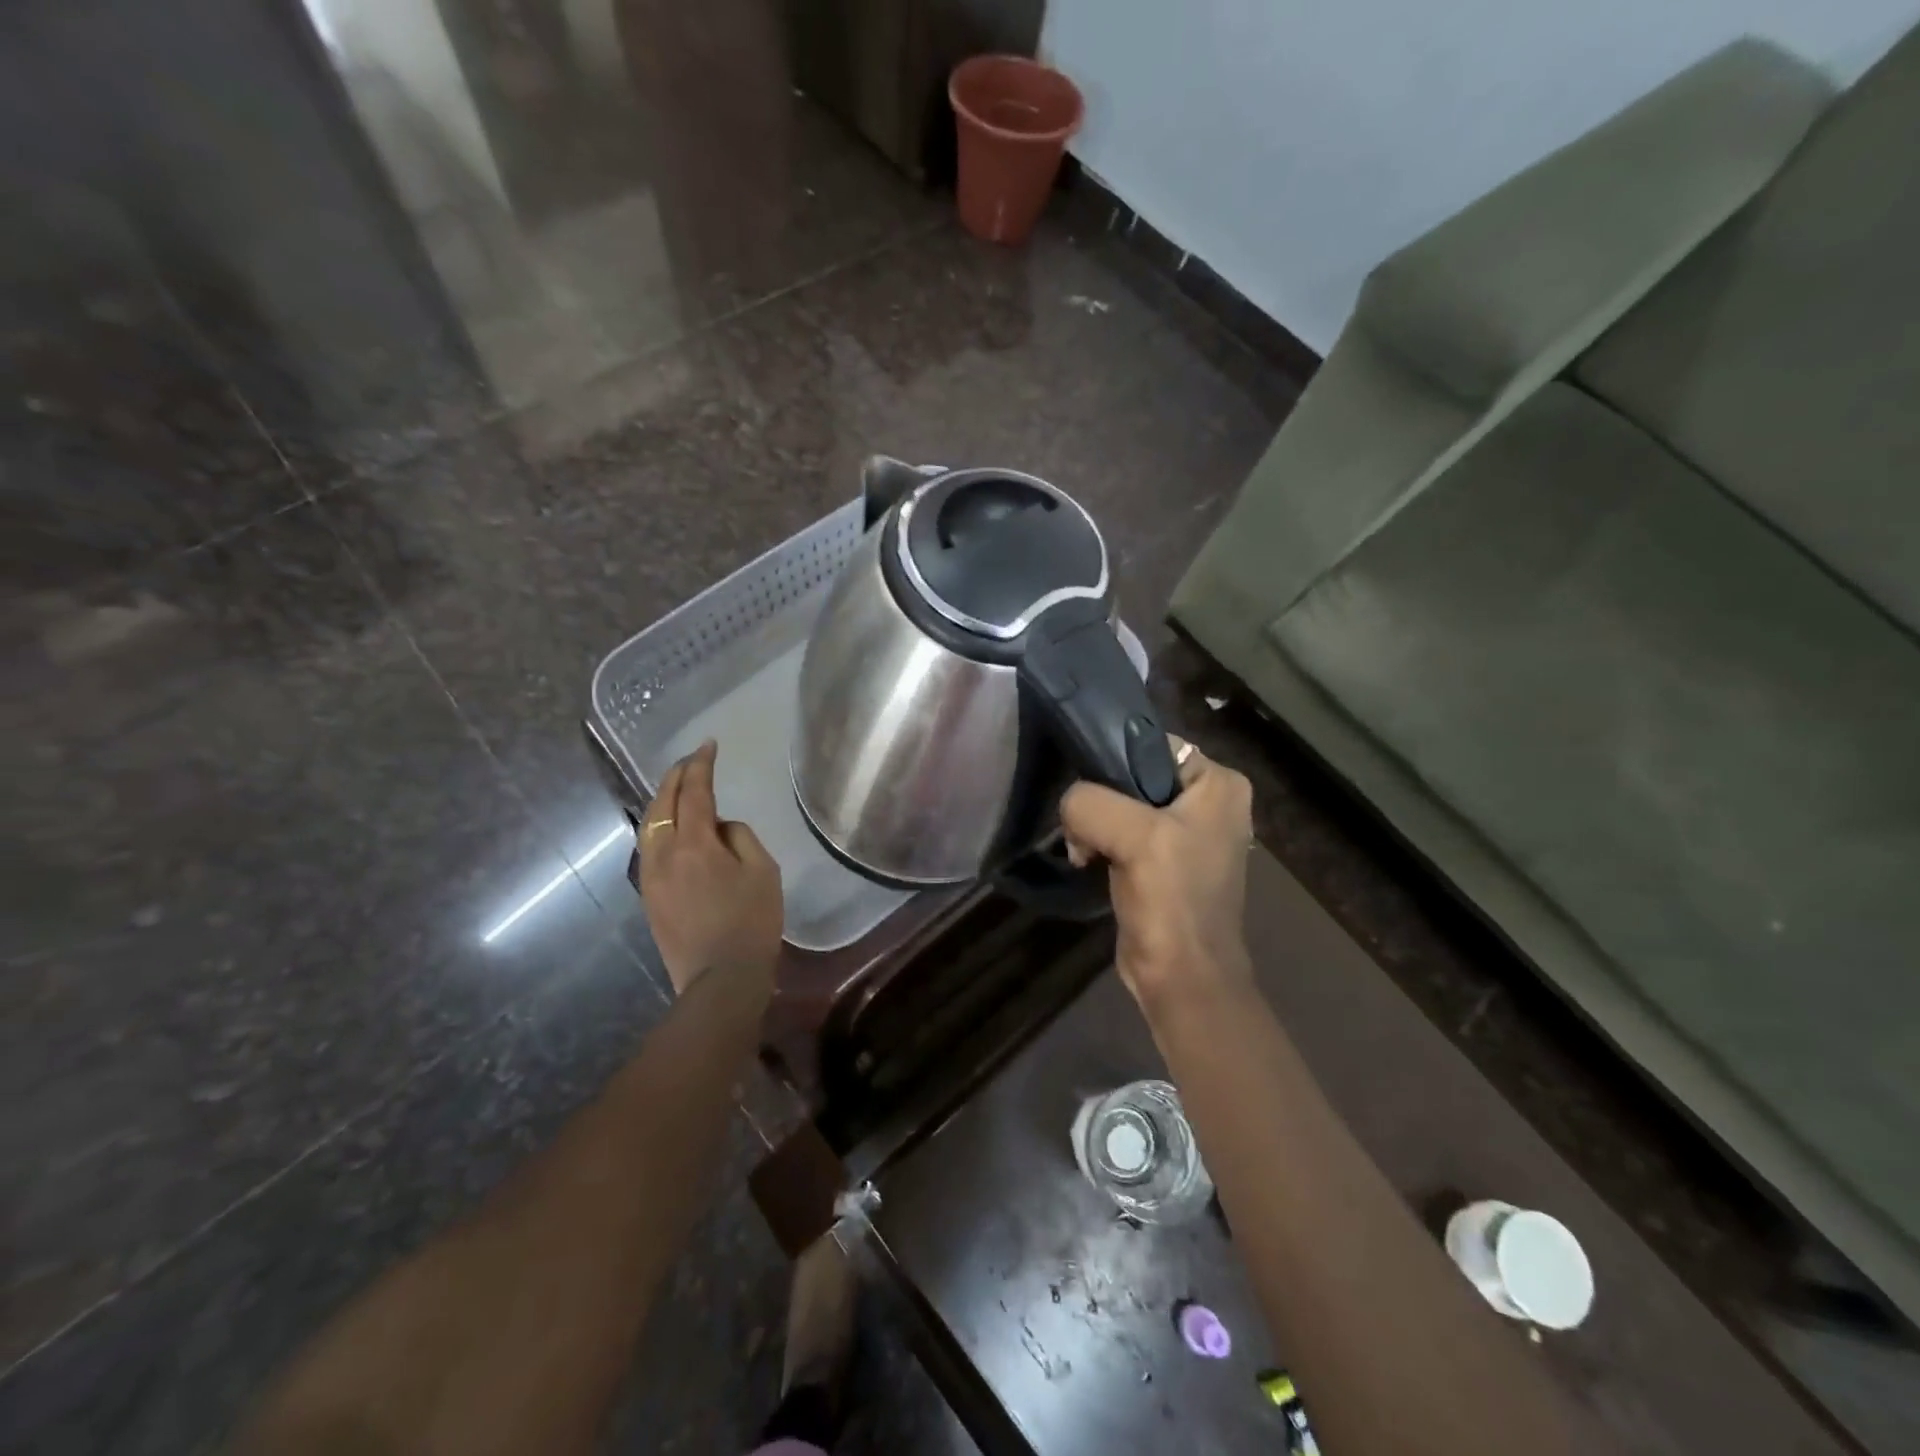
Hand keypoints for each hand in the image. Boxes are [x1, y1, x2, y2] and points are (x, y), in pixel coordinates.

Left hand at [628, 741, 782, 996]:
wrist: (720, 978)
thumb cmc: (751, 922)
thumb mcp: (763, 870)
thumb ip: (739, 837)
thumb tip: (719, 828)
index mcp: (694, 844)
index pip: (693, 791)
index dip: (700, 765)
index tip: (708, 745)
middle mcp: (663, 854)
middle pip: (661, 804)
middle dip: (675, 777)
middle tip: (692, 760)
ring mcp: (650, 876)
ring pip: (649, 825)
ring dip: (663, 800)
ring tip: (678, 788)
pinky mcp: (648, 896)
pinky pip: (648, 847)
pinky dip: (658, 825)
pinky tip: (670, 827)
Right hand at [1060, 737, 1253, 1010]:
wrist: (1181, 976)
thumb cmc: (1171, 899)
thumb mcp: (1134, 837)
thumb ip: (1091, 802)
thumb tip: (1071, 807)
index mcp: (1219, 784)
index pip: (1152, 745)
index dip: (1114, 762)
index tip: (1089, 789)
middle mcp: (1209, 801)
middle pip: (1133, 775)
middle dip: (1102, 800)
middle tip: (1085, 828)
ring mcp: (1186, 833)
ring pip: (1121, 805)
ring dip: (1097, 826)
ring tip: (1086, 850)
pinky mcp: (1164, 861)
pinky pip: (1122, 832)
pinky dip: (1101, 843)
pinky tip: (1089, 861)